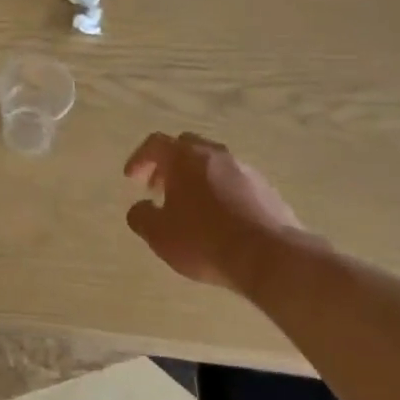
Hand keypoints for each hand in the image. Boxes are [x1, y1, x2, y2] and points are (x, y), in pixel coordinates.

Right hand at [124, 132, 307, 293]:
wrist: (268, 256)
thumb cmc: (203, 240)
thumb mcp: (159, 234)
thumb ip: (141, 217)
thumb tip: (140, 208)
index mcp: (185, 158)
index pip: (155, 144)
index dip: (140, 158)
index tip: (131, 178)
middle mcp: (216, 155)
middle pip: (187, 147)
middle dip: (169, 165)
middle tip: (159, 188)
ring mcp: (246, 170)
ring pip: (214, 164)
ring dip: (197, 179)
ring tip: (190, 207)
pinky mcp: (267, 189)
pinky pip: (236, 183)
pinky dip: (221, 192)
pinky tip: (220, 220)